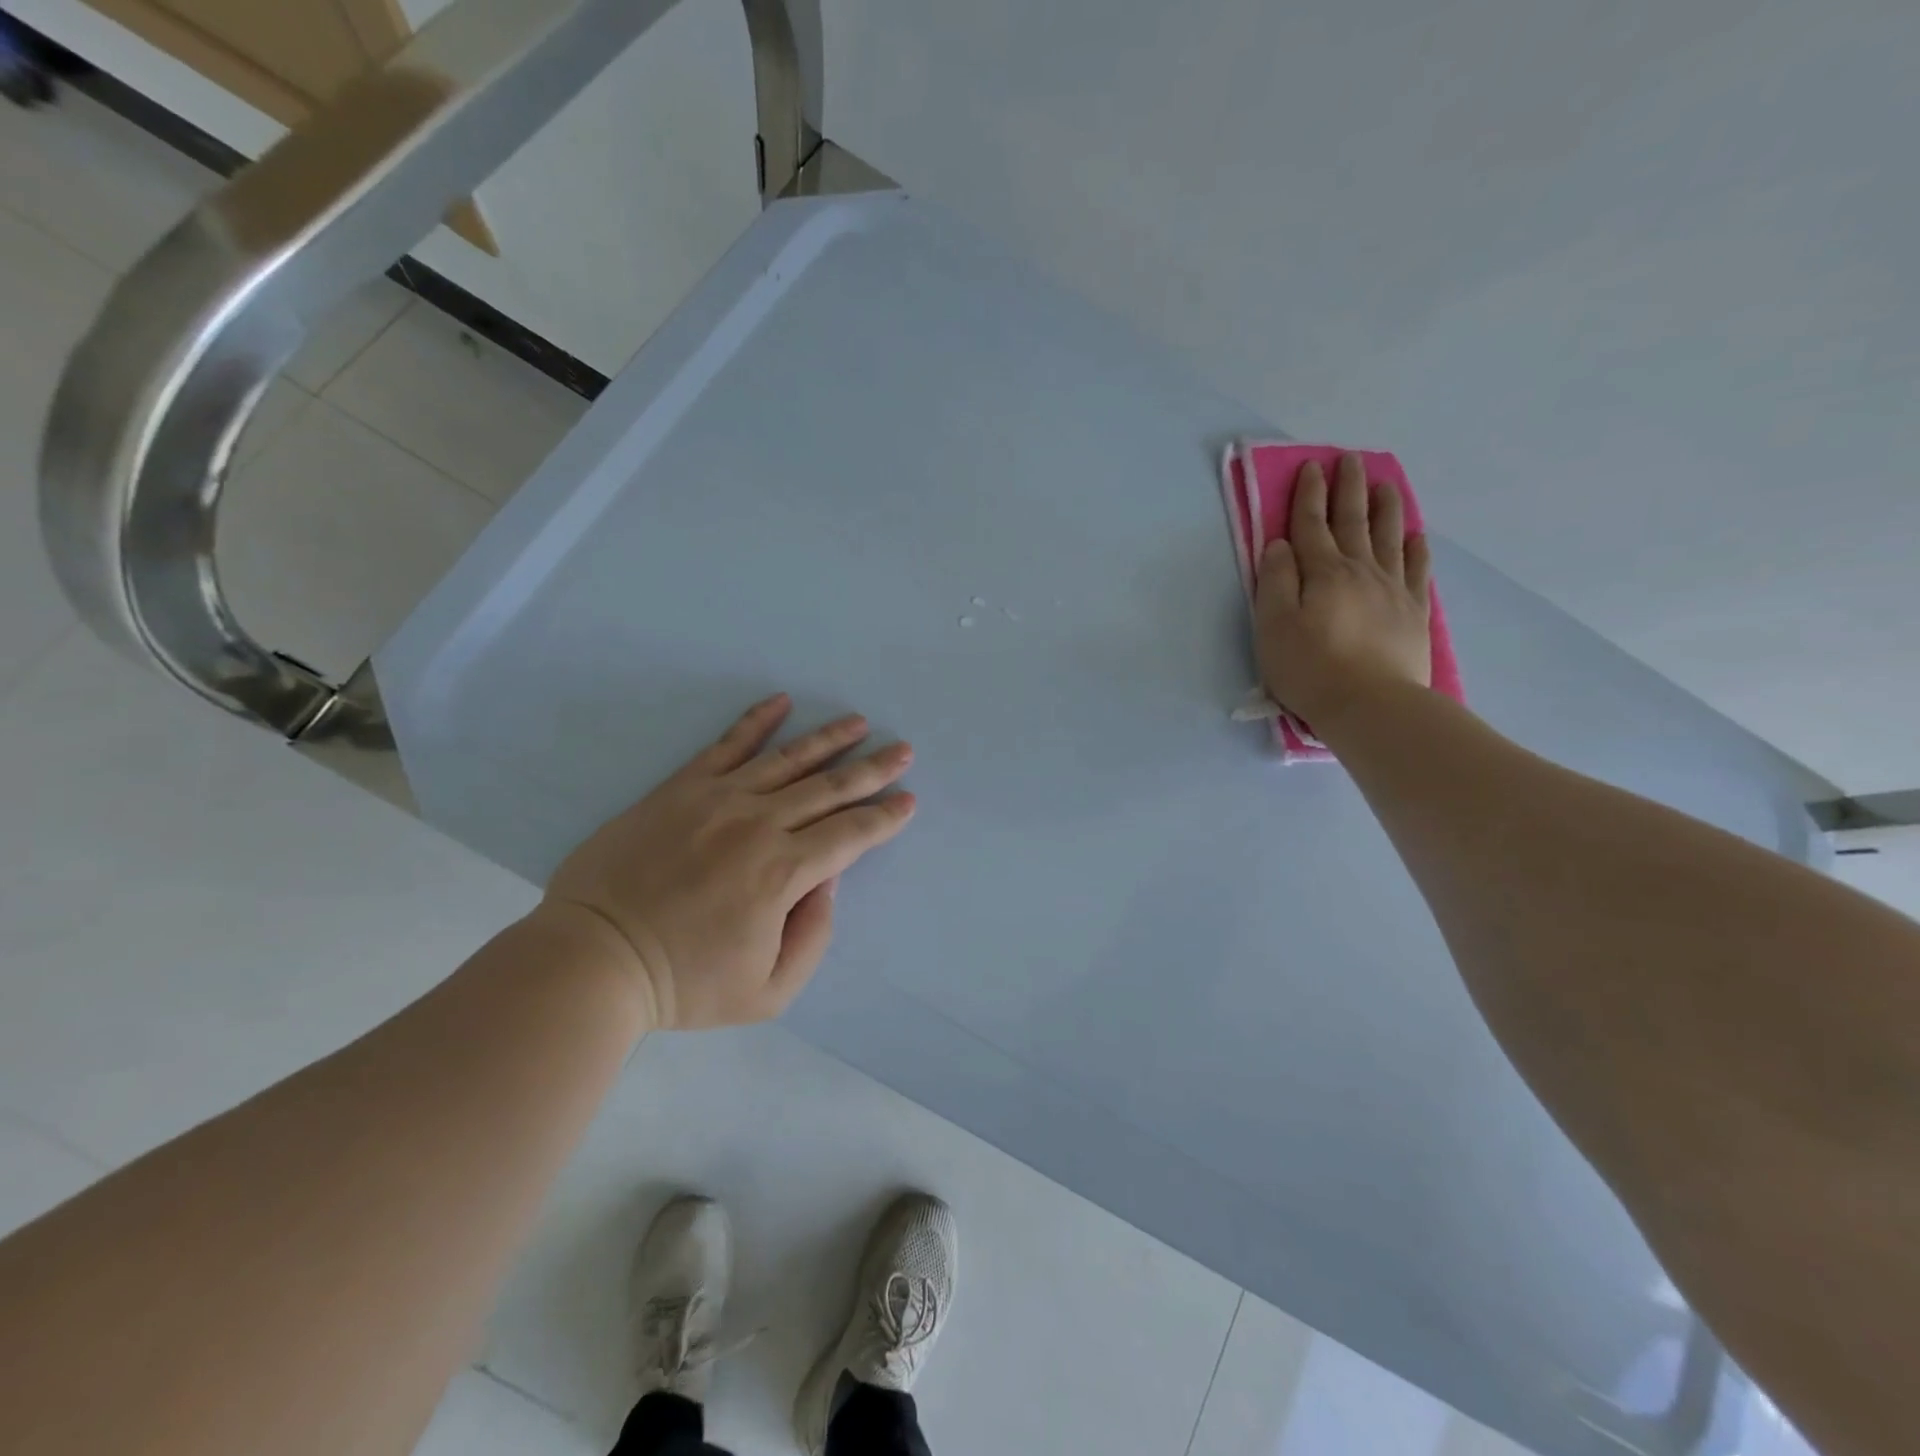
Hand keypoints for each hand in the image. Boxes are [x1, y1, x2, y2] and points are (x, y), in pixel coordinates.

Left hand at [542, 694, 915, 1029]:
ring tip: (858, 722)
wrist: (595, 958)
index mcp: (784, 873)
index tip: (908, 801)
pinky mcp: (681, 788)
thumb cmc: (685, 983)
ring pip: (788, 759)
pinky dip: (757, 721)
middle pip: (829, 788)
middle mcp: (759, 824)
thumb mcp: (769, 991)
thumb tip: (828, 880)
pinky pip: (727, 745)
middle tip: (902, 750)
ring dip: (829, 739)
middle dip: (872, 769)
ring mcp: (719, 799)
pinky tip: (781, 702)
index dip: (885, 817)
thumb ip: (814, 936)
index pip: (851, 834)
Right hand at [1254, 453, 1432, 729]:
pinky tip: (1414, 535)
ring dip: (1385, 507)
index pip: (1311, 525)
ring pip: (1388, 537)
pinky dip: (1414, 548)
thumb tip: (1279, 544)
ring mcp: (1392, 589)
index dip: (1309, 495)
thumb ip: (1275, 581)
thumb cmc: (1310, 668)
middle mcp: (1360, 571)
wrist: (1370, 704)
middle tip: (1350, 460)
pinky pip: (1416, 570)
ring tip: (1386, 483)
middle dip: (1348, 489)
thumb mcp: (1273, 627)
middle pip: (1353, 521)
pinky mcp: (1413, 612)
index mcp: (1322, 573)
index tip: (1311, 466)